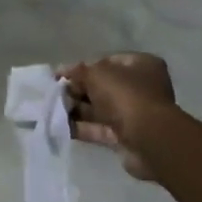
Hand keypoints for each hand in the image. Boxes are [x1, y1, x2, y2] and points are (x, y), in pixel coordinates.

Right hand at [59, 53, 176, 180]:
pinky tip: (61, 126)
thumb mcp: (97, 74)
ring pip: (100, 109)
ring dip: (77, 109)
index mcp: (141, 65)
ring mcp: (134, 113)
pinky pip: (100, 129)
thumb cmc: (126, 96)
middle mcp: (141, 87)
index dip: (84, 67)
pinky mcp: (126, 136)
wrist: (149, 139)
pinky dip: (82, 128)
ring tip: (53, 110)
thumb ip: (78, 71)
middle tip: (55, 94)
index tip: (61, 75)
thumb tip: (61, 71)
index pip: (108, 62)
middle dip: (78, 90)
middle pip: (103, 86)